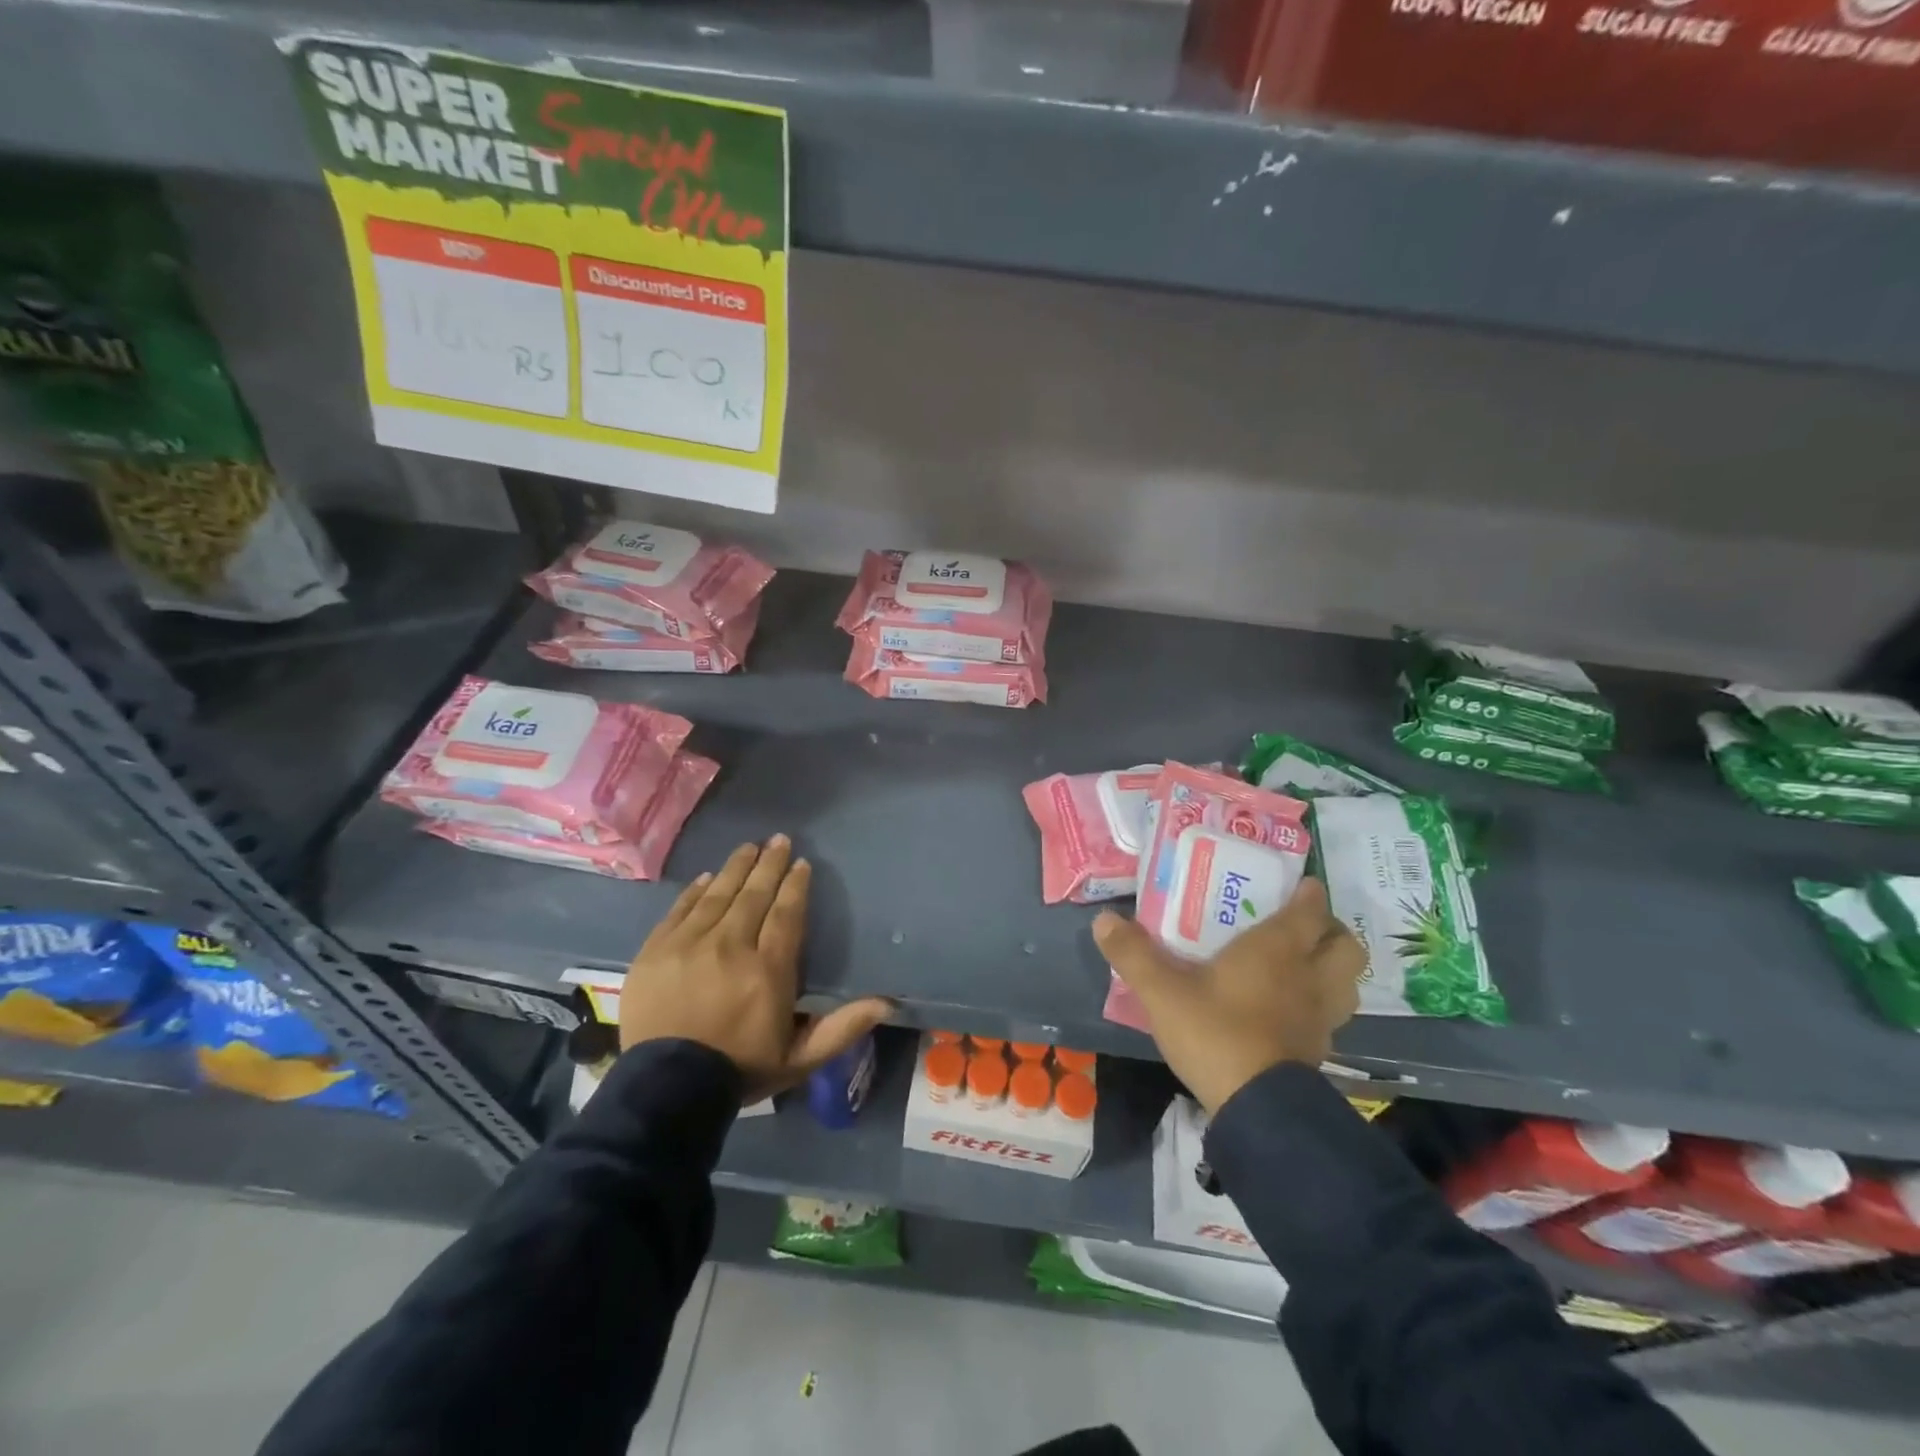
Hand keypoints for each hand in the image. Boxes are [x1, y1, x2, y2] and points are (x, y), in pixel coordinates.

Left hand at [621, 836, 893, 1103]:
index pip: (786, 914)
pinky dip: (695, 891)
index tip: (801, 863)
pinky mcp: (655, 951)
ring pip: (718, 895)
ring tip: (748, 847)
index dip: (795, 886)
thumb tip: (887, 1003)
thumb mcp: (800, 1058)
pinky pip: (680, 910)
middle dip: (768, 864)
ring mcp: (689, 946)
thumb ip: (842, 1027)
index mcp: (768, 970)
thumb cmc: (739, 1070)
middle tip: (778, 840)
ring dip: (736, 868)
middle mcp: (730, 947)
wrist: (666, 1092)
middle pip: (753, 895)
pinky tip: (706, 877)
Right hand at [1093, 877, 1363, 1113]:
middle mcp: (1309, 976)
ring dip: (1334, 969)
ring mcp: (1321, 1017)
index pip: (1310, 909)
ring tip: (1304, 967)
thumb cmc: (1215, 1032)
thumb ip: (1133, 954)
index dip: (1309, 894)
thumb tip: (1103, 919)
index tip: (1298, 885)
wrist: (1256, 1108)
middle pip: (1347, 945)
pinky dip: (1322, 1006)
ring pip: (1348, 983)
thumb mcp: (1162, 991)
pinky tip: (1292, 1011)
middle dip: (1331, 930)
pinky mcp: (1320, 1051)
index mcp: (1278, 949)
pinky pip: (1333, 1017)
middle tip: (1302, 928)